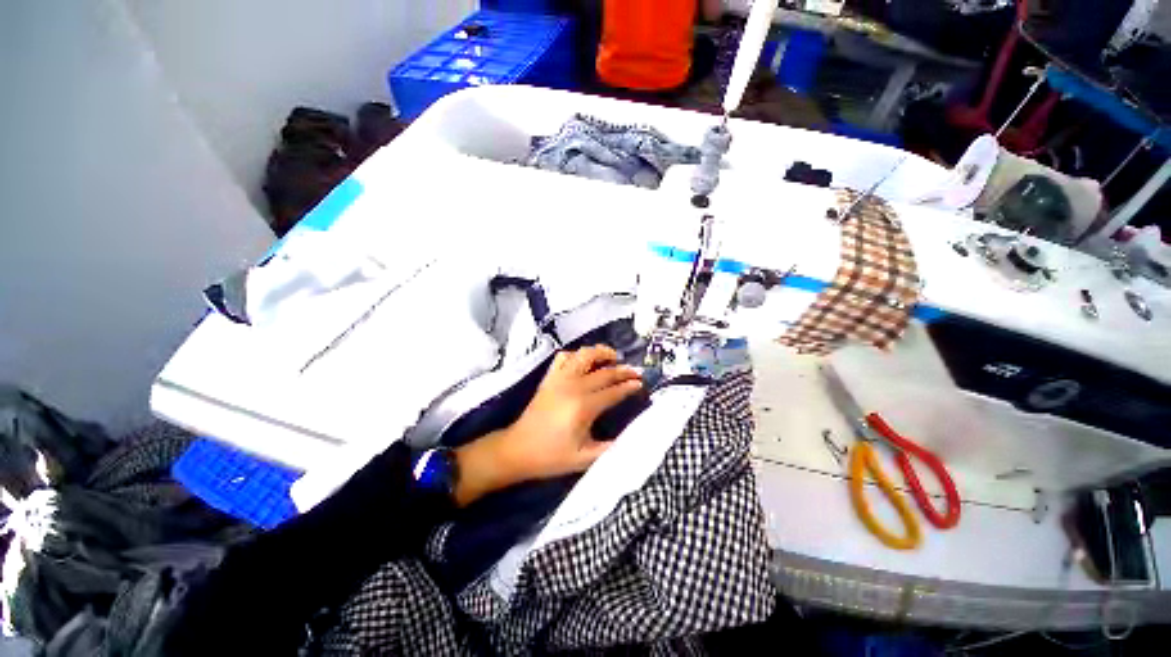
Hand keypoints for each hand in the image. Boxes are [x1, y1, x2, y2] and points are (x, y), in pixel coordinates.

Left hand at [453, 346, 642, 505]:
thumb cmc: (551, 457)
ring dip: (601, 353)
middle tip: (636, 371)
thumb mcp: (584, 458)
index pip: (613, 391)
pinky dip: (576, 355)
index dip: (629, 386)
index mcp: (584, 406)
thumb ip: (610, 448)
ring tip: (613, 357)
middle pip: (604, 372)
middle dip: (623, 370)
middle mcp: (573, 386)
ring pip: (584, 355)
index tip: (641, 383)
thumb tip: (632, 437)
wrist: (518, 450)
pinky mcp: (549, 378)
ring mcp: (559, 379)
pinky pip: (563, 357)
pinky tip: (583, 362)